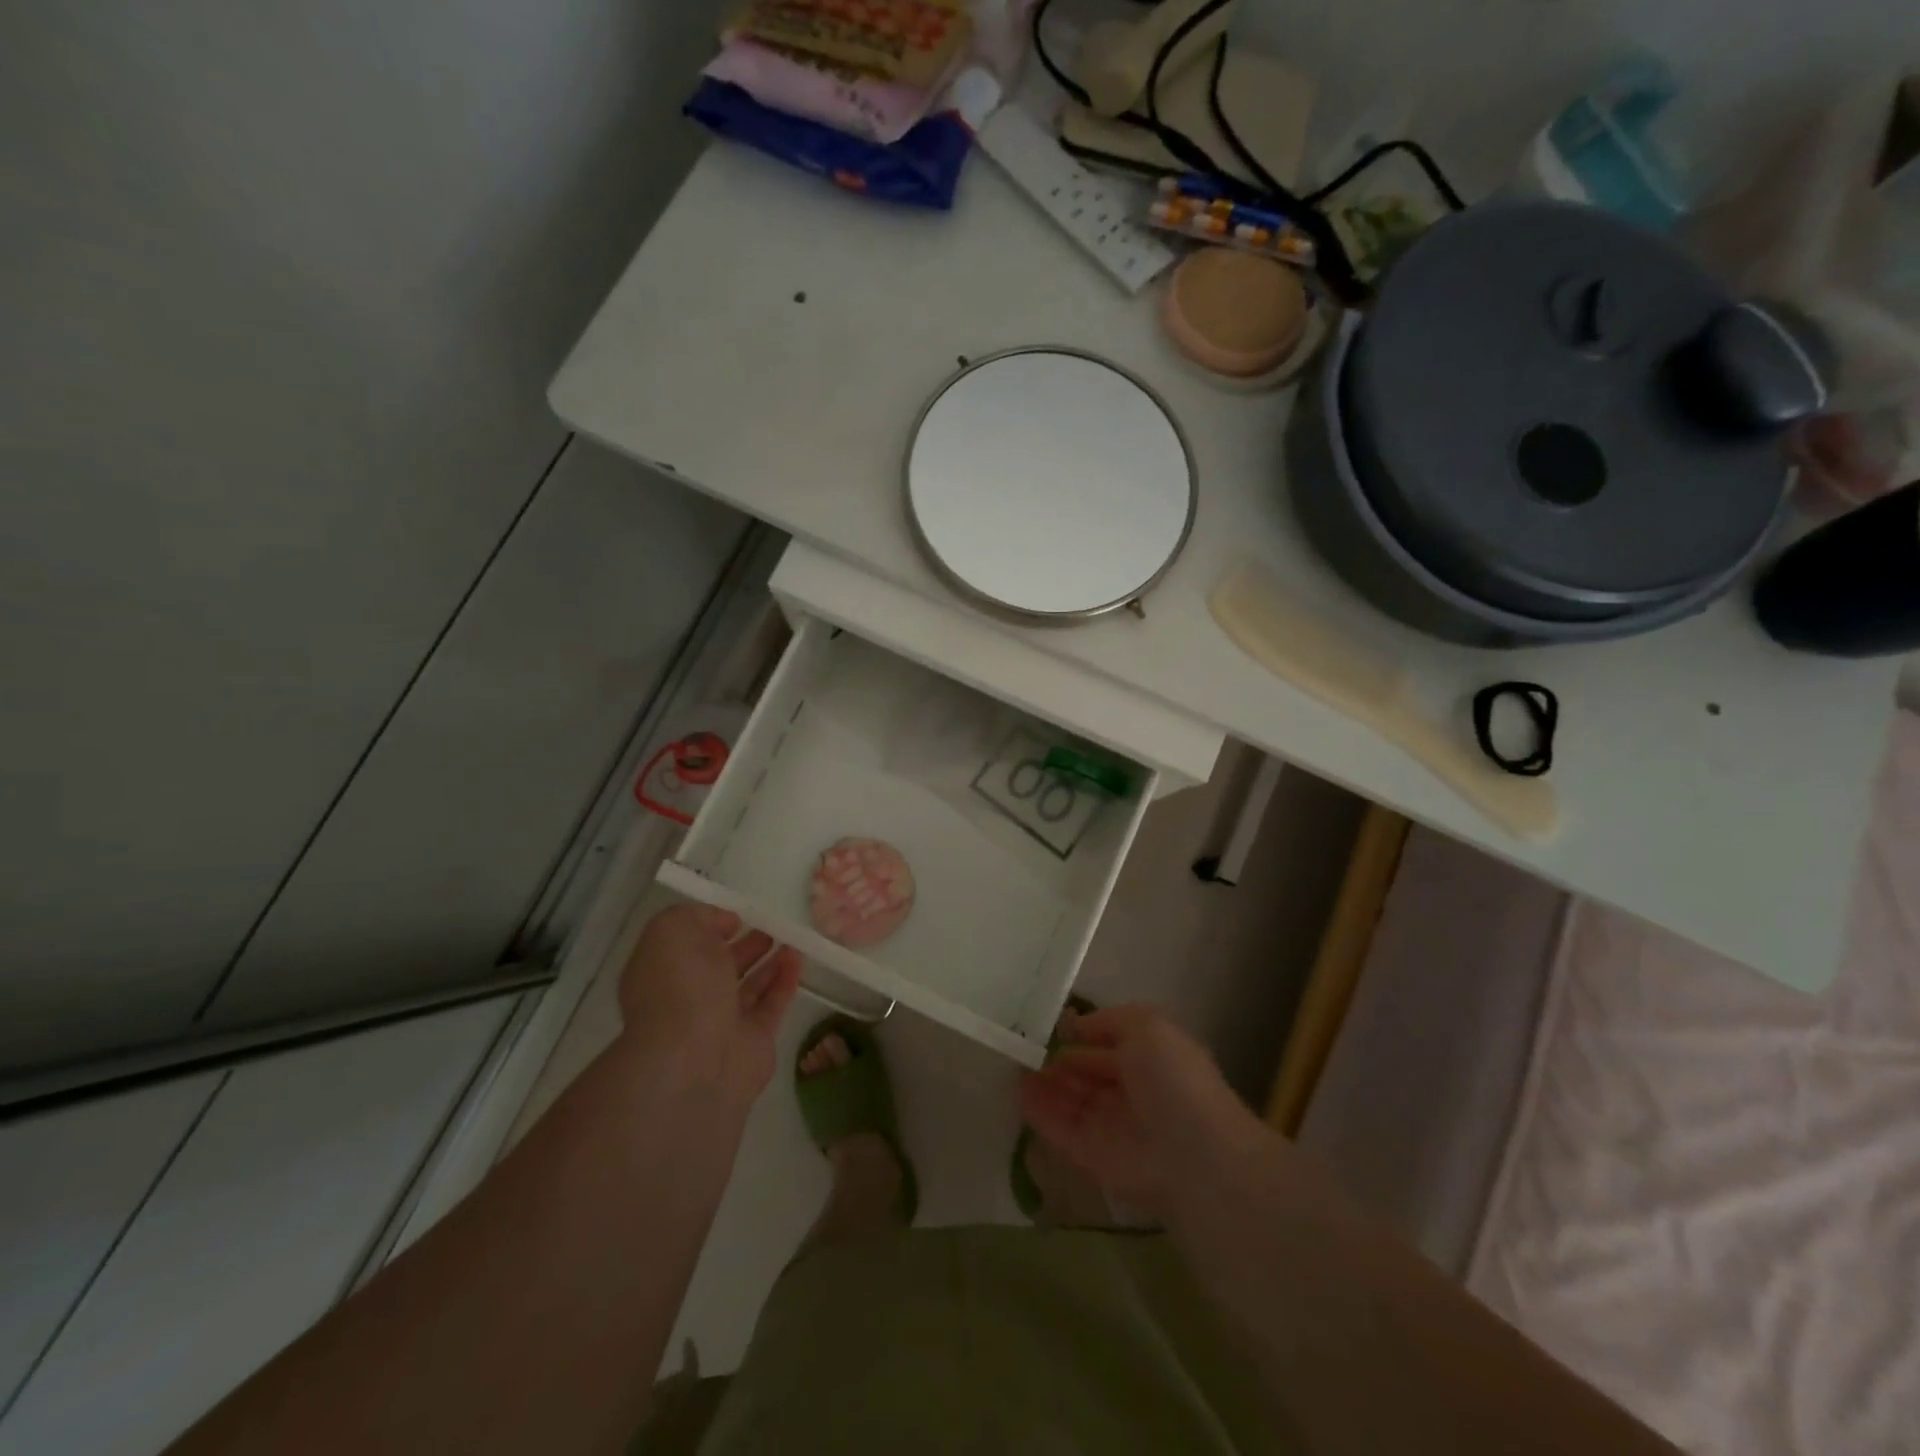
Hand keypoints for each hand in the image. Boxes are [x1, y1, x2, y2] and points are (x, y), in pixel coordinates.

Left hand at [617, 904, 802, 1112]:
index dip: (708, 928)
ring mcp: (722, 1023)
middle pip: (719, 968)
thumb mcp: (674, 929)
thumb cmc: (679, 986)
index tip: (735, 916)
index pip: (686, 947)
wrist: (694, 1059)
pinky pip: (772, 1004)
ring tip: (790, 939)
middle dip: (742, 946)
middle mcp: (689, 999)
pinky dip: (785, 980)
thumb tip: (725, 923)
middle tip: (769, 927)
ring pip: (748, 987)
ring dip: (768, 963)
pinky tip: (798, 959)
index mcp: (662, 974)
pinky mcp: (754, 1040)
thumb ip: (699, 916)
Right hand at [1018, 1003, 1270, 1222]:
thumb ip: (1109, 1020)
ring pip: (1069, 1101)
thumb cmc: (1172, 1078)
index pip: (1107, 1045)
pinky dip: (1038, 1112)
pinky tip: (1016, 1091)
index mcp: (1149, 1060)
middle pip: (1086, 1074)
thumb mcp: (1147, 1025)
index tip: (1047, 1025)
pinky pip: (1059, 1130)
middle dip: (1057, 1060)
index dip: (1080, 1035)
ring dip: (1043, 1083)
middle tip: (1021, 1045)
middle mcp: (1130, 1093)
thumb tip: (1076, 1026)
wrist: (1191, 1154)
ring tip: (1011, 1062)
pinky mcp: (1091, 1157)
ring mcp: (1110, 1127)